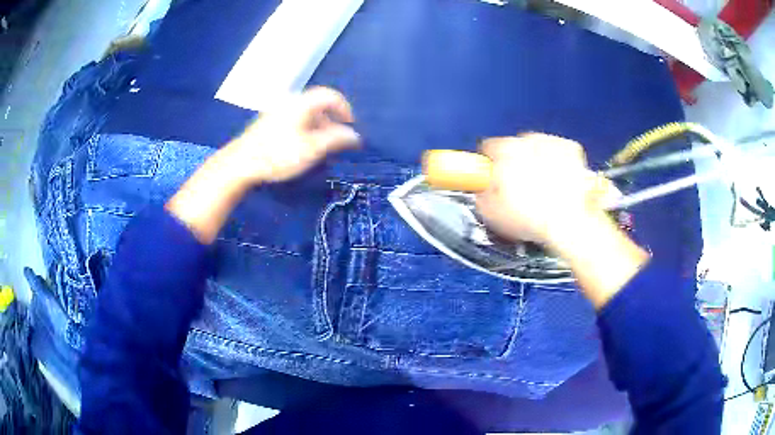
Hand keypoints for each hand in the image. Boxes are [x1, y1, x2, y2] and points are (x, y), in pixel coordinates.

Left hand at [166, 87, 359, 244]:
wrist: (240, 163)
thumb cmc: (278, 154)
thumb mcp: (312, 148)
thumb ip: (336, 139)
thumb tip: (355, 136)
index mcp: (302, 103)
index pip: (330, 95)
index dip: (344, 108)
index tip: (350, 125)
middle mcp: (290, 102)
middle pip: (318, 104)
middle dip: (331, 120)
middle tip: (336, 139)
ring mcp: (277, 111)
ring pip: (305, 113)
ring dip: (318, 126)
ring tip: (320, 146)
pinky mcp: (268, 122)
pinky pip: (294, 119)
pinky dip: (305, 129)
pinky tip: (301, 147)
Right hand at [475, 133, 648, 308]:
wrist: (569, 223)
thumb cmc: (531, 218)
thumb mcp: (492, 214)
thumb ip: (481, 195)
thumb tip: (482, 189)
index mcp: (502, 152)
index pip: (487, 147)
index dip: (489, 163)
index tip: (494, 175)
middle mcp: (526, 139)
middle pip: (514, 145)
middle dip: (515, 162)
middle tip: (520, 187)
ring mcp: (551, 142)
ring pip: (538, 147)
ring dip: (537, 160)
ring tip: (543, 186)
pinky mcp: (571, 148)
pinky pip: (560, 151)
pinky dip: (559, 162)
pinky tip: (560, 180)